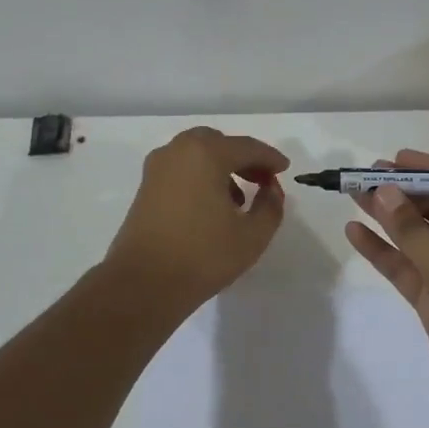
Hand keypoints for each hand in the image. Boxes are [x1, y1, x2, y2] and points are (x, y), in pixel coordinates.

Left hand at [105, 127, 288, 306]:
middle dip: (243, 158)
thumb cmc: (203, 256)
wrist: (143, 284)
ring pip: (196, 155)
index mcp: (206, 154)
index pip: (247, 147)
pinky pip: (181, 169)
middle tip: (262, 180)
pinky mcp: (145, 188)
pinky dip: (200, 177)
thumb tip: (271, 189)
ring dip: (221, 167)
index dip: (270, 158)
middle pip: (218, 143)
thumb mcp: (253, 235)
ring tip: (238, 199)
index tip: (285, 170)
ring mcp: (157, 169)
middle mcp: (178, 152)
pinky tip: (212, 207)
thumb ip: (270, 206)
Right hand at [345, 149, 428, 423]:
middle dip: (404, 194)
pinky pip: (408, 268)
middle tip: (365, 175)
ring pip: (419, 238)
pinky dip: (384, 252)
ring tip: (353, 195)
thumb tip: (382, 191)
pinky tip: (355, 233)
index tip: (396, 159)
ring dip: (389, 219)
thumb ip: (415, 233)